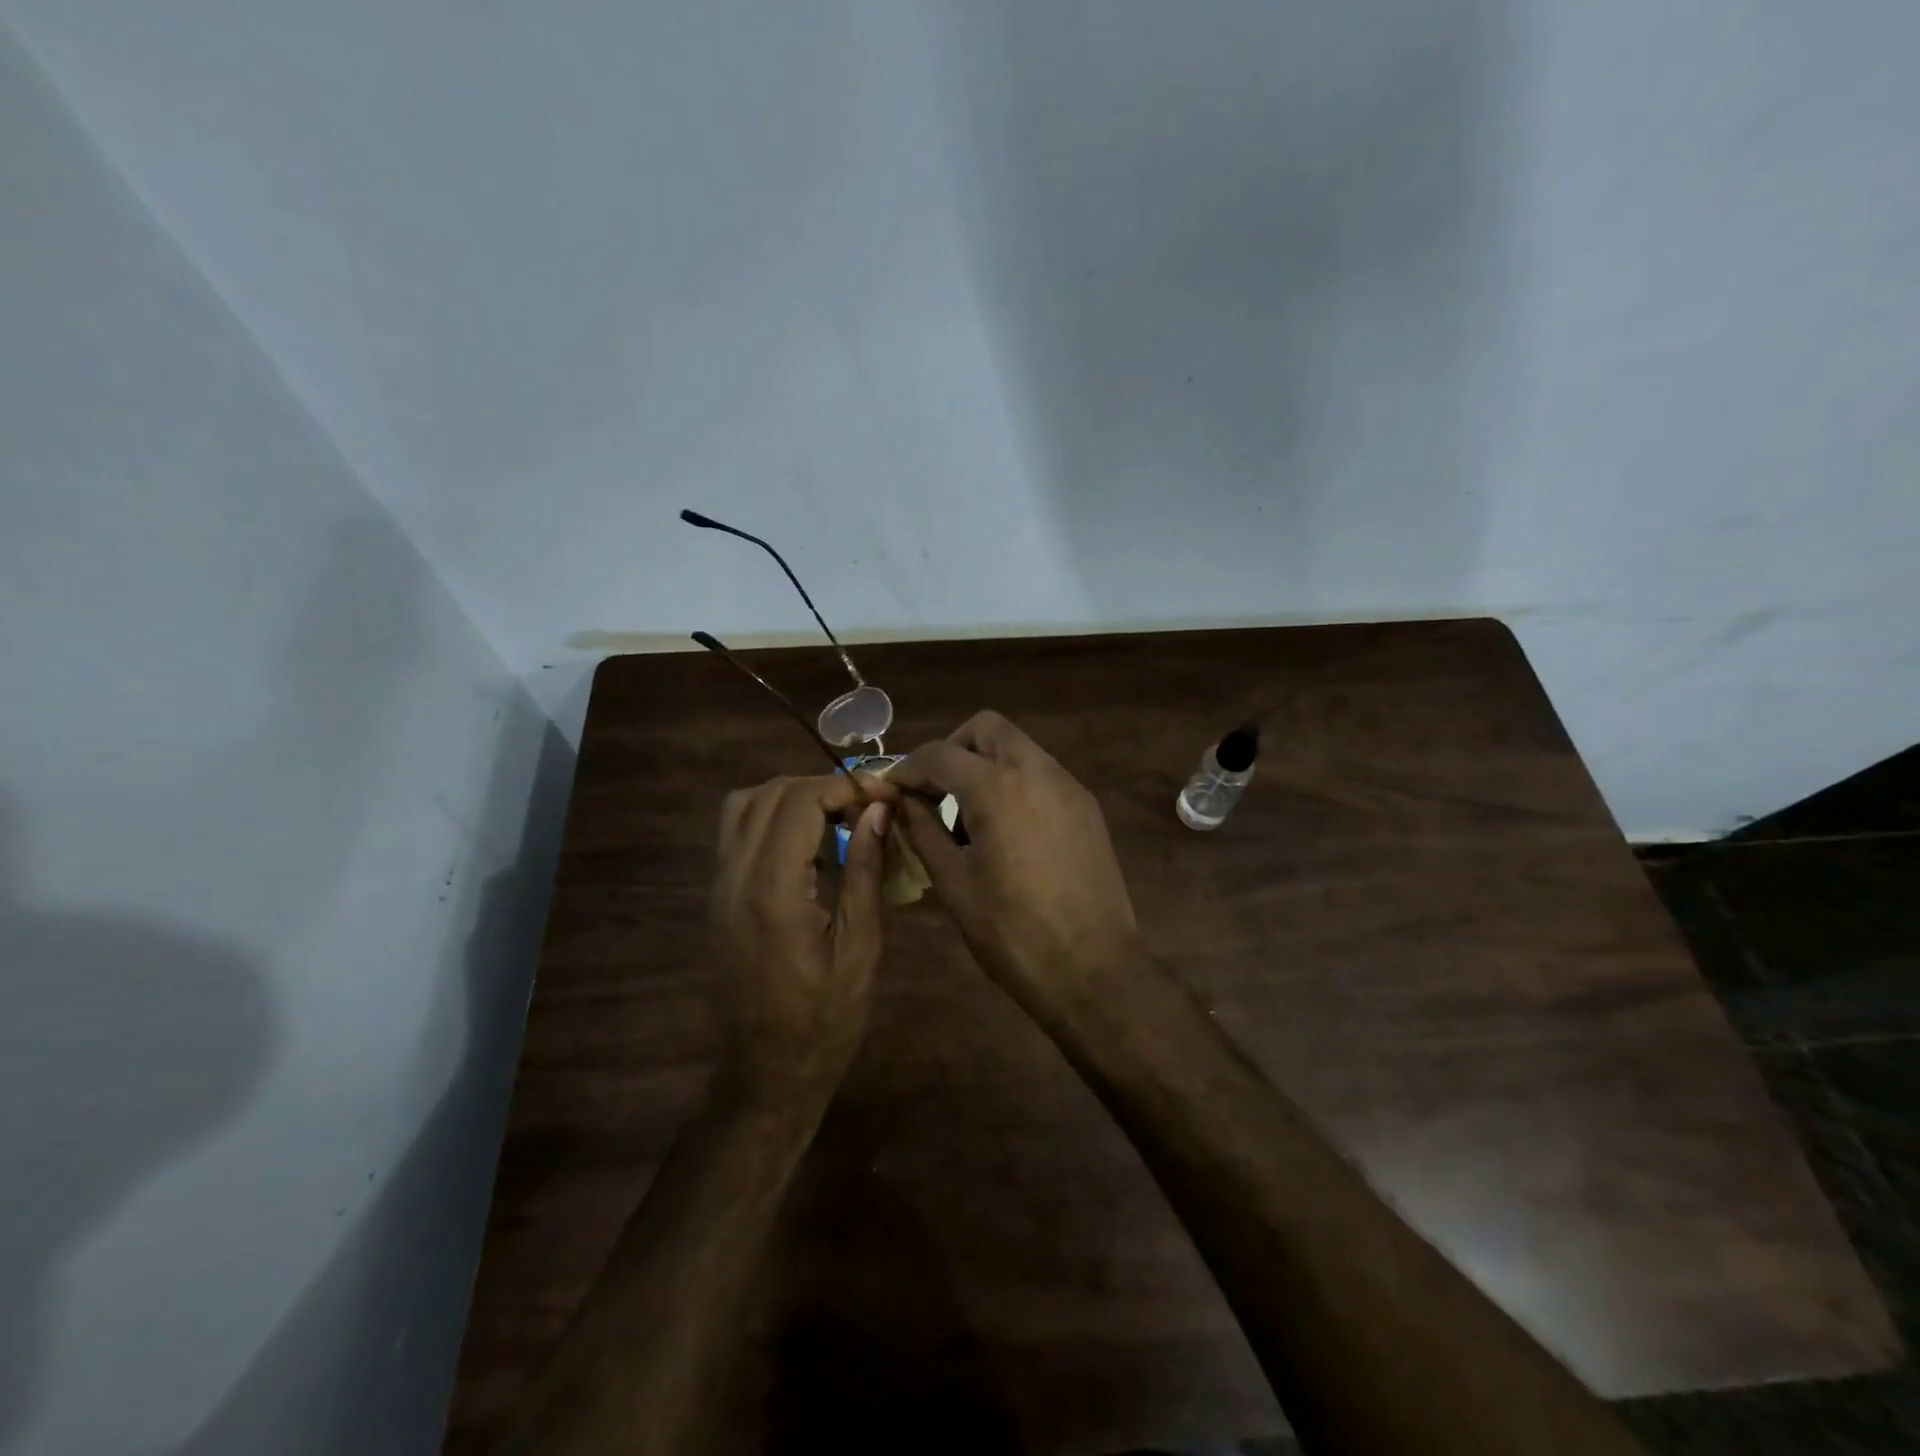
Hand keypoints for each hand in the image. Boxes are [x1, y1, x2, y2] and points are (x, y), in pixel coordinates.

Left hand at [710, 774, 894, 1104]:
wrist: (764, 1073)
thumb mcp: (860, 947)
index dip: (845, 786)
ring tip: (837, 818)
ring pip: (743, 805)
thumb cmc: (825, 1020)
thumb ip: (866, 871)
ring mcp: (718, 886)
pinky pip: (736, 831)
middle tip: (866, 806)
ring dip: (792, 797)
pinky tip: (809, 844)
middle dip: (822, 787)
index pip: (799, 801)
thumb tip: (877, 810)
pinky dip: (772, 817)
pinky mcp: (716, 897)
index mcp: (772, 891)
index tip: (884, 795)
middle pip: (770, 794)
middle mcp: (734, 877)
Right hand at [888, 711, 1141, 1021]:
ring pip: (1018, 747)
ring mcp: (1069, 787)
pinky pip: (1041, 774)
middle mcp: (1038, 771)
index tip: (891, 789)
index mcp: (998, 788)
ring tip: (967, 816)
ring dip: (985, 764)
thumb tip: (900, 803)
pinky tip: (1004, 829)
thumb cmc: (1013, 933)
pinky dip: (1014, 782)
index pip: (940, 754)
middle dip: (952, 749)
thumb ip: (922, 831)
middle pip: (987, 728)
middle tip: (933, 791)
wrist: (1093, 971)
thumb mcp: (954, 883)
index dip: (908, 767)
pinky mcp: (1087, 807)